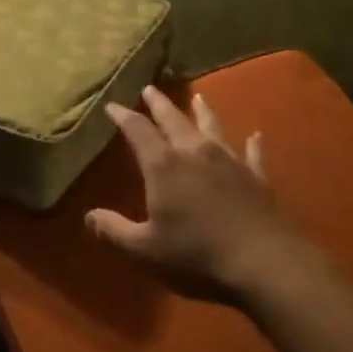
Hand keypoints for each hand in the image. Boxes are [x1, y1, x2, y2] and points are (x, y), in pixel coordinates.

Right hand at [87, 85, 310, 304]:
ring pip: (212, 126)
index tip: (113, 105)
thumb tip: (88, 216)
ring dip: (203, 111)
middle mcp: (194, 152)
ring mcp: (229, 161)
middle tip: (150, 88)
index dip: (123, 116)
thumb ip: (115, 230)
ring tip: (198, 97)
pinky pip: (253, 153)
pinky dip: (253, 143)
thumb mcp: (145, 249)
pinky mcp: (257, 177)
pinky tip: (256, 135)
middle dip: (159, 104)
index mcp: (163, 165)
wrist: (264, 263)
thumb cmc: (197, 255)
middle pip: (173, 119)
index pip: (138, 130)